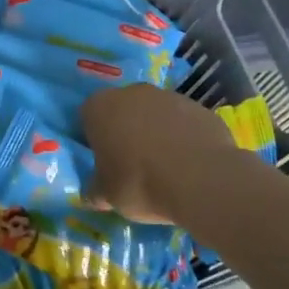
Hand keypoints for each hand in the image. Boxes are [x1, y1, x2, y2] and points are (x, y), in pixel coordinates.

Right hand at [81, 83, 240, 224]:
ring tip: (163, 166)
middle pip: (122, 110)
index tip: (102, 160)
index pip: (87, 116)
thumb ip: (95, 189)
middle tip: (129, 163)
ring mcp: (169, 97)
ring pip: (154, 114)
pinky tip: (188, 164)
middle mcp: (132, 93)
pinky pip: (183, 123)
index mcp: (100, 107)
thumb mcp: (106, 194)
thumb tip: (93, 193)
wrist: (201, 180)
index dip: (93, 138)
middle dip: (124, 131)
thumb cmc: (139, 182)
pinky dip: (182, 138)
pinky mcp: (200, 108)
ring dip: (155, 132)